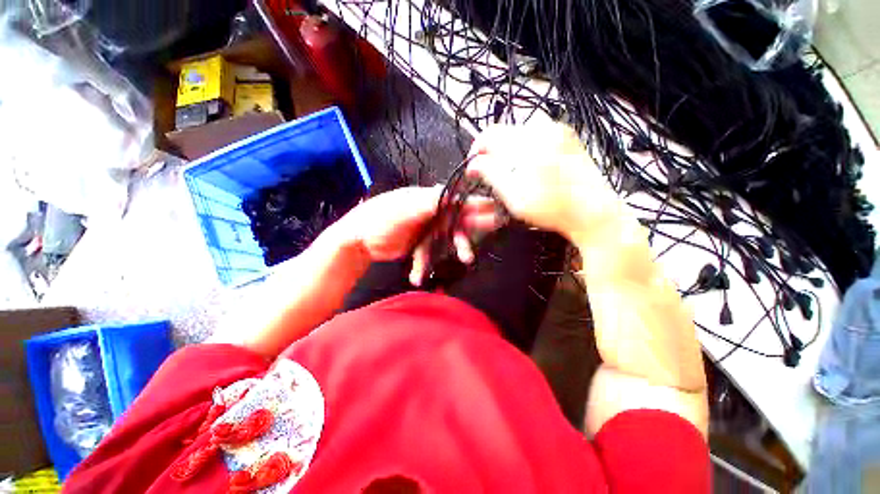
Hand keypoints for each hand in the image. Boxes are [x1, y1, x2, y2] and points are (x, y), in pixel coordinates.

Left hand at [332, 186, 497, 281]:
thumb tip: (449, 192)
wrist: (357, 239)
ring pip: (445, 239)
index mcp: (428, 200)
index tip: (495, 208)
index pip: (456, 200)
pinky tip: (418, 276)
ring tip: (467, 259)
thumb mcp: (404, 209)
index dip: (476, 204)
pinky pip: (428, 253)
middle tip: (496, 228)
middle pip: (456, 219)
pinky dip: (424, 264)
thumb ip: (427, 202)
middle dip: (473, 226)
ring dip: (455, 249)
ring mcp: (424, 228)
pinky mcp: (417, 243)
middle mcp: (429, 212)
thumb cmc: (379, 219)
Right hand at [467, 123, 616, 238]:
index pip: (489, 134)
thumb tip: (474, 163)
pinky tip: (528, 168)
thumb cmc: (553, 208)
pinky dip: (525, 150)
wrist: (593, 211)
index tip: (475, 167)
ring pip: (519, 135)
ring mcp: (558, 131)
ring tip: (510, 173)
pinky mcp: (567, 137)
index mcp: (528, 143)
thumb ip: (491, 175)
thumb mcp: (514, 196)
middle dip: (493, 153)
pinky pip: (536, 137)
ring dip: (508, 152)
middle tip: (492, 175)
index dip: (477, 151)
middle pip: (504, 133)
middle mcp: (543, 129)